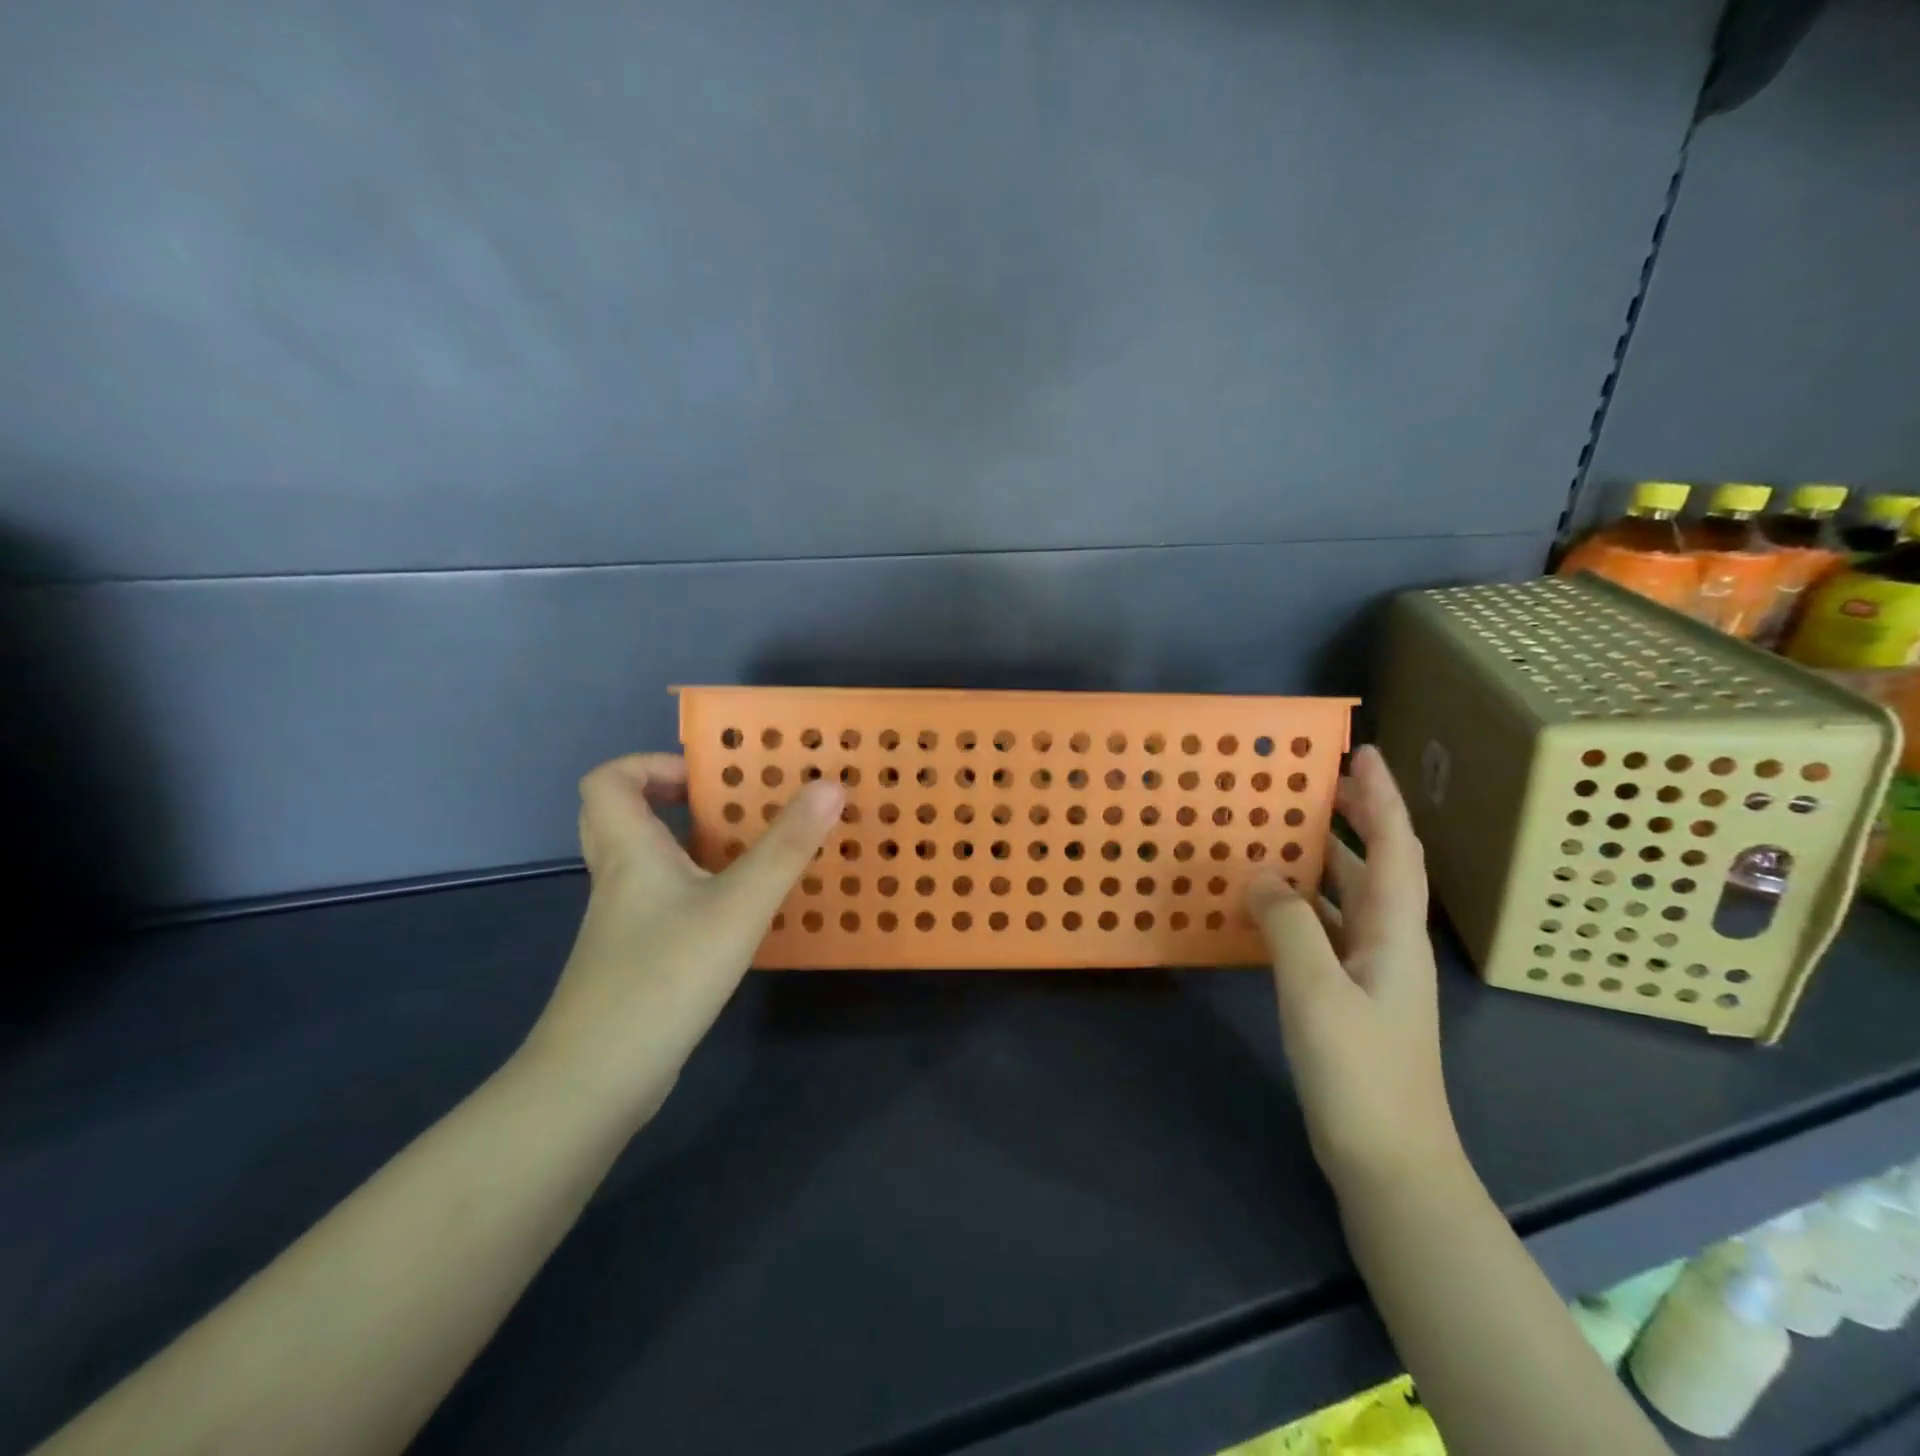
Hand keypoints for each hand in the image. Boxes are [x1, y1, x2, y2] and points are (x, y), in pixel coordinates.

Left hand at [519, 753, 843, 1121]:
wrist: (596, 1082)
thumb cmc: (664, 976)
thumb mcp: (738, 906)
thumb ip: (786, 847)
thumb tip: (829, 786)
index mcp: (629, 851)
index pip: (607, 780)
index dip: (650, 764)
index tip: (708, 778)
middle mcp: (619, 879)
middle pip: (620, 817)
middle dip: (670, 800)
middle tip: (725, 807)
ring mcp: (623, 924)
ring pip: (645, 863)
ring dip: (689, 846)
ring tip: (748, 851)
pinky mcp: (635, 960)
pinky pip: (662, 902)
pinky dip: (695, 891)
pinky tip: (738, 914)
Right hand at [1246, 745, 1456, 1188]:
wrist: (1390, 1162)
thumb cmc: (1360, 1072)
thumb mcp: (1316, 990)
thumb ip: (1288, 923)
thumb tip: (1260, 871)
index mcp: (1395, 931)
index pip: (1394, 846)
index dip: (1381, 798)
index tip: (1362, 753)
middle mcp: (1390, 942)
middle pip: (1376, 864)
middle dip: (1353, 818)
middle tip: (1313, 782)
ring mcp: (1372, 971)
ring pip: (1349, 897)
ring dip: (1323, 860)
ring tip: (1282, 830)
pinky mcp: (1350, 995)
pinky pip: (1326, 929)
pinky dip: (1303, 904)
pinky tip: (1270, 902)